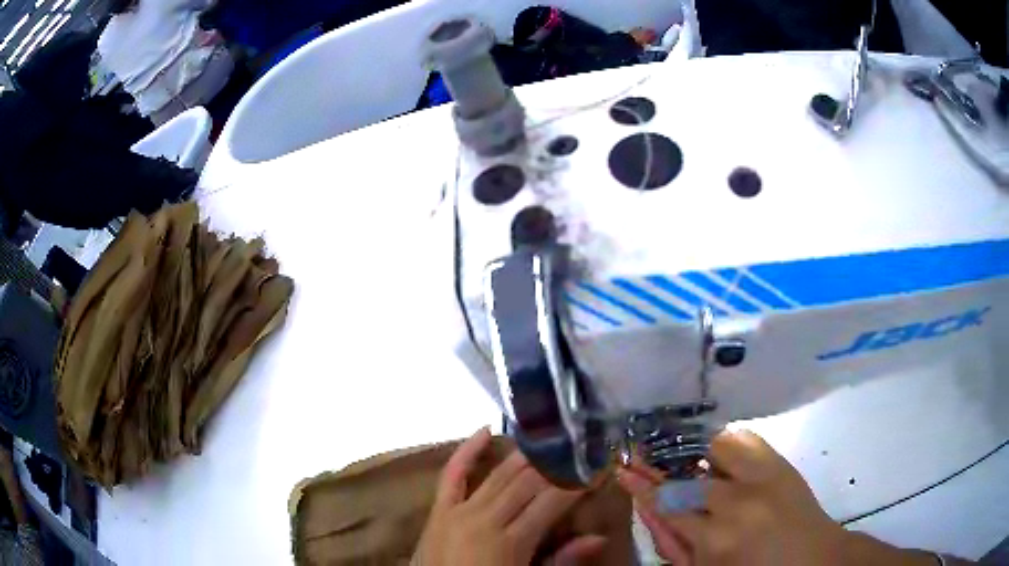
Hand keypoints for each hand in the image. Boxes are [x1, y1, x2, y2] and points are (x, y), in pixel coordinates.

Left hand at [413, 428, 606, 565]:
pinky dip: (467, 451)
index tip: (597, 469)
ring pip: (499, 474)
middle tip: (579, 449)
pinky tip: (484, 430)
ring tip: (549, 439)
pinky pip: (452, 475)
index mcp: (511, 541)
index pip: (552, 502)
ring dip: (526, 456)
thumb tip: (598, 538)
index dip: (577, 484)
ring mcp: (459, 510)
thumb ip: (561, 560)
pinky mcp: (439, 509)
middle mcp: (486, 519)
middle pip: (528, 482)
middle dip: (557, 465)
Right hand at [619, 430, 846, 565]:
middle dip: (666, 468)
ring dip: (700, 453)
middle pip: (689, 472)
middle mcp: (738, 500)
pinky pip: (746, 437)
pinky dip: (729, 442)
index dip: (641, 485)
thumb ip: (673, 542)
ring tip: (694, 463)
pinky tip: (722, 456)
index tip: (623, 467)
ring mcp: (763, 475)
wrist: (814, 560)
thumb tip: (650, 506)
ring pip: (717, 444)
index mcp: (716, 538)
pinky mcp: (782, 462)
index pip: (667, 504)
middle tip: (653, 464)